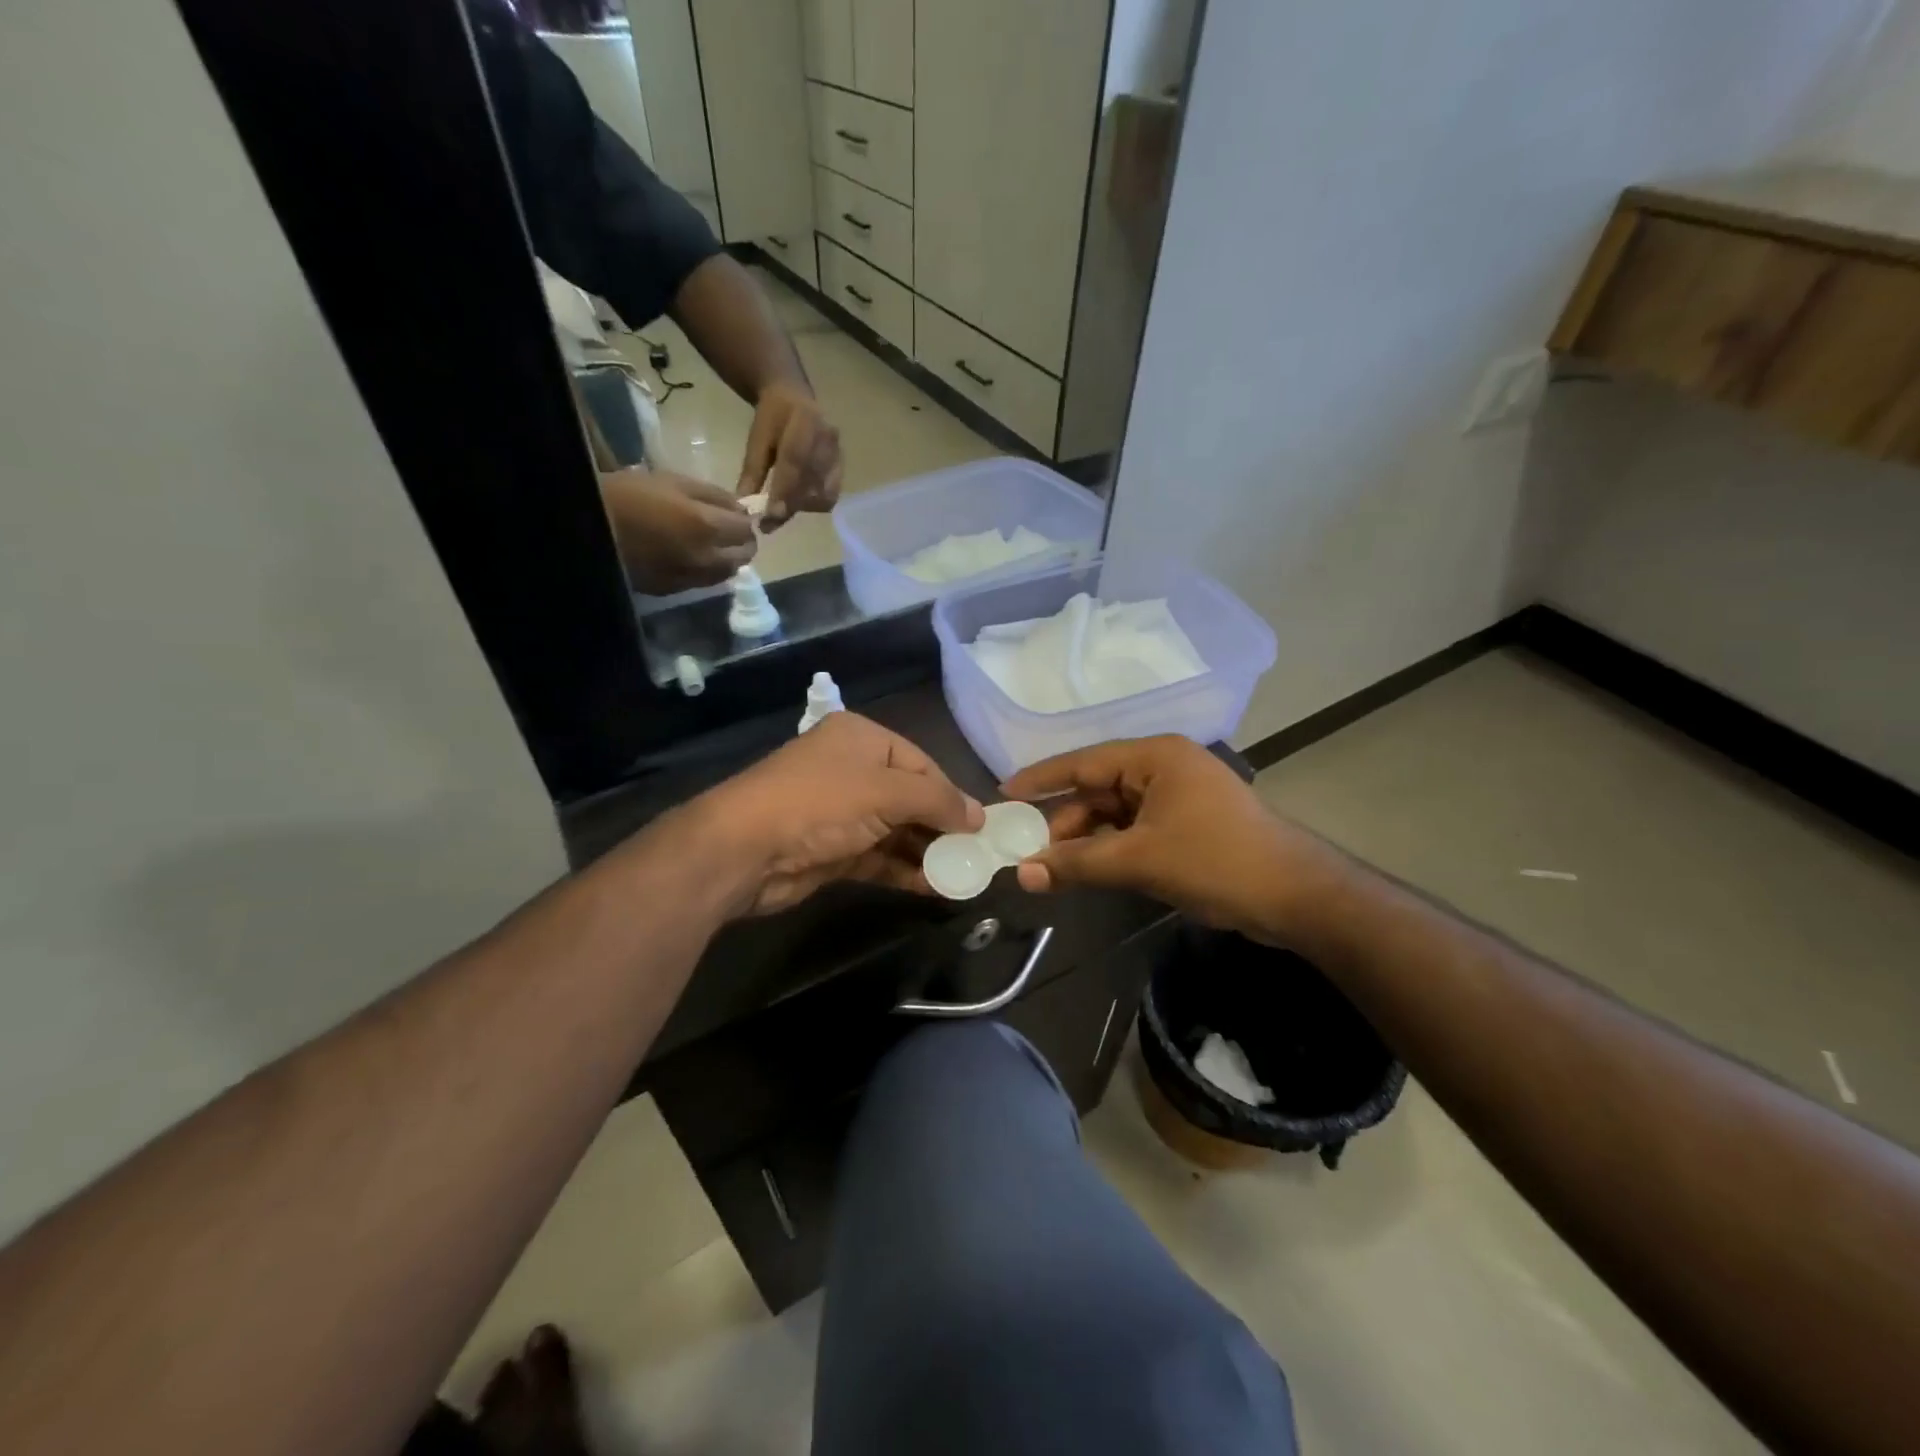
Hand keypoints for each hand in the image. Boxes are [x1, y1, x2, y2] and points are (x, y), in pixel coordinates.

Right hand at [600, 468, 756, 594]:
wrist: (588, 528)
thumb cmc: (628, 495)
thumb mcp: (673, 481)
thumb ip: (714, 496)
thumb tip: (741, 509)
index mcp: (707, 526)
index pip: (746, 529)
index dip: (744, 520)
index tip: (735, 514)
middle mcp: (705, 558)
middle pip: (744, 555)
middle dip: (742, 542)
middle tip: (728, 530)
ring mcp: (691, 578)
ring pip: (727, 573)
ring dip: (728, 558)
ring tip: (713, 544)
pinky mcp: (674, 590)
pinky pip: (705, 582)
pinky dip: (708, 570)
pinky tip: (693, 557)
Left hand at [693, 713, 983, 916]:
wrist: (744, 850)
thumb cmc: (821, 803)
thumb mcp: (887, 792)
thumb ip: (938, 802)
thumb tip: (979, 817)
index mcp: (862, 738)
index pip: (921, 764)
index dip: (952, 794)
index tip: (980, 827)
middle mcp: (852, 769)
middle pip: (910, 797)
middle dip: (941, 826)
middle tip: (975, 854)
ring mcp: (840, 812)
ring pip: (896, 830)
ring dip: (926, 852)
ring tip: (962, 875)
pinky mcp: (832, 850)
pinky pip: (879, 857)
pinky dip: (904, 870)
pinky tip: (933, 887)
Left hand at [738, 382, 841, 528]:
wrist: (794, 398)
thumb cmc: (772, 418)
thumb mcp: (757, 440)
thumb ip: (752, 473)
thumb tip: (744, 507)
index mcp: (804, 420)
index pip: (794, 461)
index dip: (783, 491)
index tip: (770, 516)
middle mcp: (827, 437)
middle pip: (812, 481)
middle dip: (790, 506)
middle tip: (769, 524)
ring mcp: (838, 453)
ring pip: (824, 492)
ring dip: (802, 507)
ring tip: (781, 510)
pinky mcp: (842, 466)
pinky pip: (831, 493)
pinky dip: (813, 503)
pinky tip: (797, 502)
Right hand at [1004, 736, 1353, 948]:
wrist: (1297, 897)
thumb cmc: (1216, 862)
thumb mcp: (1139, 860)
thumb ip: (1077, 863)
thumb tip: (1022, 875)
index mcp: (1155, 757)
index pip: (1083, 762)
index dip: (1041, 779)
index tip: (1005, 794)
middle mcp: (1164, 768)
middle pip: (1098, 789)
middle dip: (1065, 822)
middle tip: (1031, 853)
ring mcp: (1179, 796)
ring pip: (1116, 813)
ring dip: (1087, 839)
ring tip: (1055, 868)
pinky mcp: (1188, 824)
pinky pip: (1135, 829)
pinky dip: (1112, 848)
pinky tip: (1091, 870)